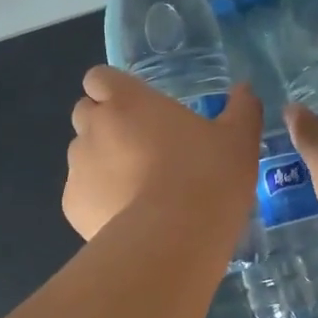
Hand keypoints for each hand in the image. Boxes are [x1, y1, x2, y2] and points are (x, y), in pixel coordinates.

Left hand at [64, 66, 261, 240]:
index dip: (113, 89)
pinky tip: (128, 219)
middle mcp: (93, 127)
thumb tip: (245, 90)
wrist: (173, 239)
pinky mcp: (72, 206)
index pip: (99, 77)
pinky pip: (82, 195)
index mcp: (127, 101)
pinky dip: (98, 201)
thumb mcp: (239, 141)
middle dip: (104, 123)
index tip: (136, 106)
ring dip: (101, 162)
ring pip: (81, 155)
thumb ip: (241, 110)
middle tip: (140, 146)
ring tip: (136, 188)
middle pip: (85, 113)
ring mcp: (78, 168)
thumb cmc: (206, 177)